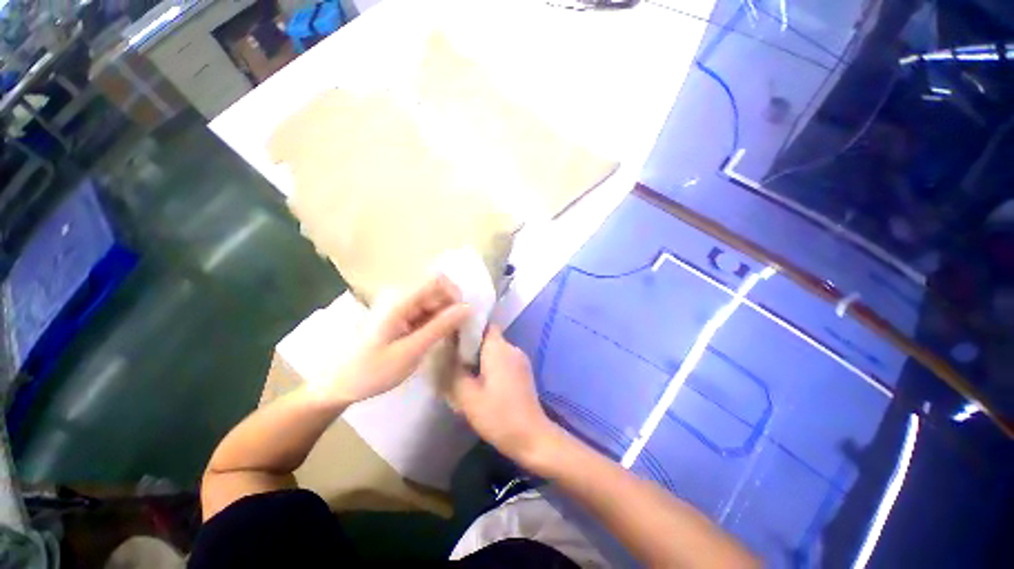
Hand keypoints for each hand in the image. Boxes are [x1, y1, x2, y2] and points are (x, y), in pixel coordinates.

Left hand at [323, 275, 470, 403]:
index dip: (455, 295)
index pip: (437, 279)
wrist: (343, 382)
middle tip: (455, 336)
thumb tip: (468, 308)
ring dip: (441, 317)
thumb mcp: (411, 352)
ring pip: (429, 301)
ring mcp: (394, 305)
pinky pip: (419, 311)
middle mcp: (396, 295)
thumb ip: (439, 327)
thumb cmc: (374, 370)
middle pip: (434, 289)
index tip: (463, 321)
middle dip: (450, 308)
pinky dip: (430, 323)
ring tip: (444, 342)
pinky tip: (430, 342)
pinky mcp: (393, 316)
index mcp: (399, 300)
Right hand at [450, 326, 555, 464]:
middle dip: (465, 348)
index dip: (462, 328)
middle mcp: (512, 350)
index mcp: (500, 349)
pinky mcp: (521, 378)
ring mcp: (519, 364)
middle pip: (485, 339)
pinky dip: (485, 372)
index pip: (480, 324)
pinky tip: (472, 388)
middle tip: (444, 360)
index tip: (444, 337)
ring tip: (454, 375)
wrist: (532, 439)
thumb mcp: (467, 396)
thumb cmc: (499, 416)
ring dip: (474, 362)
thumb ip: (453, 371)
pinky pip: (499, 366)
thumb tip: (444, 354)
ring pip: (491, 354)